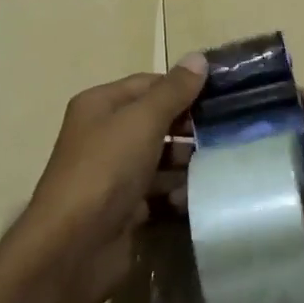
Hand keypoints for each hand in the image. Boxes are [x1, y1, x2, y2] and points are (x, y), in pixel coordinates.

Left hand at [11, 55, 206, 302]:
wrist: (75, 245)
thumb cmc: (106, 169)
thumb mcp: (142, 121)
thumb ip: (173, 91)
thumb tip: (199, 57)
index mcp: (99, 105)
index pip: (147, 84)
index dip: (182, 87)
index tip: (222, 95)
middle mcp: (103, 135)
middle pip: (154, 121)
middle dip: (188, 126)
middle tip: (228, 131)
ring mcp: (113, 173)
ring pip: (158, 158)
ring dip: (186, 162)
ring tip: (219, 164)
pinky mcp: (123, 207)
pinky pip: (156, 192)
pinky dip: (175, 193)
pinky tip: (197, 196)